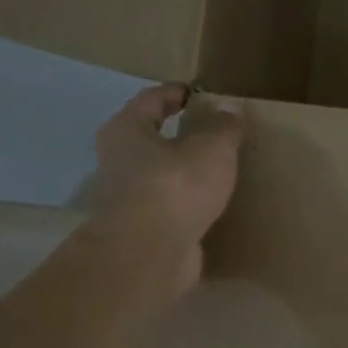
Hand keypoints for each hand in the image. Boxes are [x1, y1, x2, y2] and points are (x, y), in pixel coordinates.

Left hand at [87, 84, 244, 290]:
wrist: (149, 254)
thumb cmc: (175, 186)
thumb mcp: (212, 149)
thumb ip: (223, 127)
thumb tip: (229, 108)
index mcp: (127, 130)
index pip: (150, 100)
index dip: (175, 93)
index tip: (199, 93)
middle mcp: (118, 161)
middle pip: (149, 139)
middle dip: (177, 135)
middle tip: (212, 133)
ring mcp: (128, 200)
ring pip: (159, 176)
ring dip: (183, 173)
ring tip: (217, 171)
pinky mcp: (142, 231)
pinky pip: (169, 208)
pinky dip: (187, 204)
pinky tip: (211, 207)